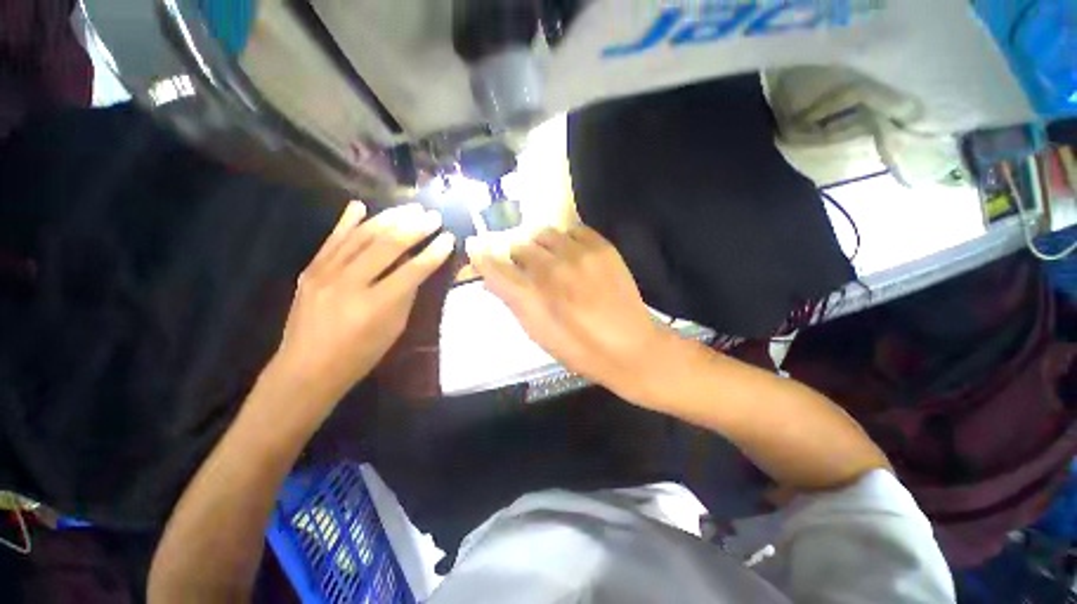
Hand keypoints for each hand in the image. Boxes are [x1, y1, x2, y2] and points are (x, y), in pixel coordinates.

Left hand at [269, 201, 454, 415]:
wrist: (306, 369)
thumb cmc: (360, 356)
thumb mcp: (394, 330)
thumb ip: (405, 295)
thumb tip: (414, 267)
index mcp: (376, 306)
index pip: (412, 271)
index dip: (433, 253)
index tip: (449, 238)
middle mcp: (349, 284)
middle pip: (387, 246)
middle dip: (414, 228)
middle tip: (433, 216)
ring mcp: (325, 274)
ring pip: (361, 237)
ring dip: (389, 218)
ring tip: (410, 208)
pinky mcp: (310, 270)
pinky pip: (332, 241)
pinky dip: (346, 222)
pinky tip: (360, 206)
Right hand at [466, 226, 671, 400]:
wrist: (631, 347)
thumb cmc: (579, 348)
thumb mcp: (538, 333)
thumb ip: (512, 301)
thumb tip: (491, 277)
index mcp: (532, 297)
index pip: (494, 265)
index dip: (482, 257)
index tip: (477, 249)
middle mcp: (551, 269)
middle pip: (519, 246)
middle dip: (517, 257)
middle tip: (527, 269)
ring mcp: (579, 254)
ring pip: (544, 234)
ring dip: (541, 245)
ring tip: (551, 260)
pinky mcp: (602, 247)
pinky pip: (573, 230)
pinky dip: (566, 240)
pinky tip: (573, 256)